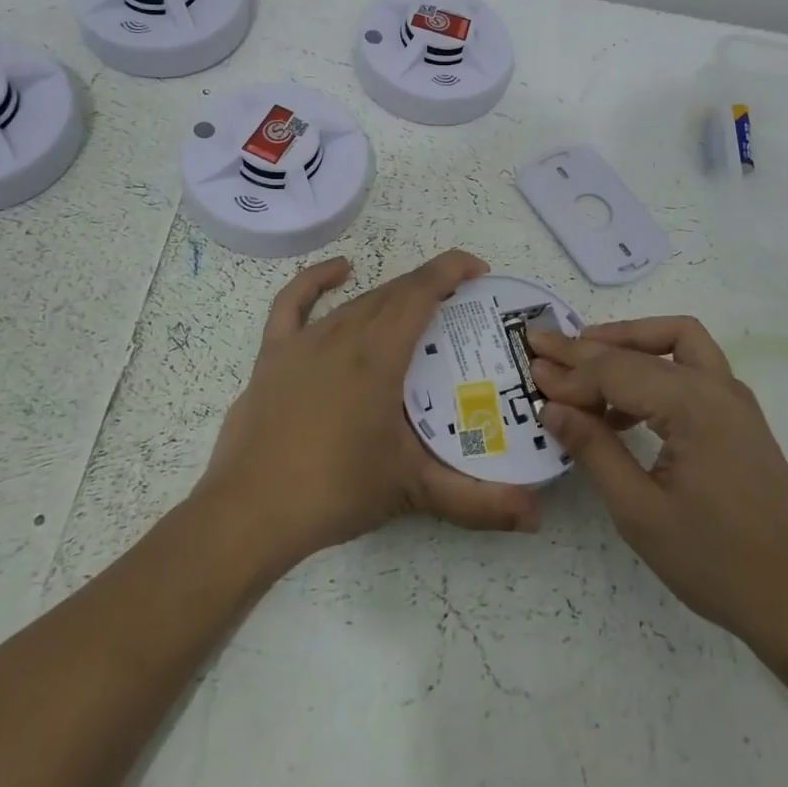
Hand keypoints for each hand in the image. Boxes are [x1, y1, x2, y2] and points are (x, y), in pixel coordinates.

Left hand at [200, 250, 541, 569]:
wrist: (251, 513)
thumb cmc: (336, 491)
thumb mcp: (412, 490)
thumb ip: (478, 501)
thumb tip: (536, 516)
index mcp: (379, 354)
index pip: (421, 292)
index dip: (452, 270)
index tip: (479, 270)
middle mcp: (344, 334)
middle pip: (394, 294)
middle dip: (430, 288)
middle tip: (460, 307)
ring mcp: (305, 340)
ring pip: (358, 301)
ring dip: (391, 296)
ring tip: (417, 309)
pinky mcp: (274, 353)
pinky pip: (294, 302)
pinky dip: (317, 279)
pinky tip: (340, 270)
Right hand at [528, 317, 787, 654]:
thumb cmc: (714, 561)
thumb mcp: (639, 511)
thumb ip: (594, 449)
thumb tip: (552, 408)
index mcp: (694, 405)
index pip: (617, 371)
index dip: (570, 373)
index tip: (530, 370)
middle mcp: (718, 387)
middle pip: (645, 346)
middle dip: (591, 345)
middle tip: (545, 343)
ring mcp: (734, 400)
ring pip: (677, 342)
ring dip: (629, 344)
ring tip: (583, 365)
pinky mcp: (739, 418)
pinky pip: (691, 371)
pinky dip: (653, 370)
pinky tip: (623, 408)